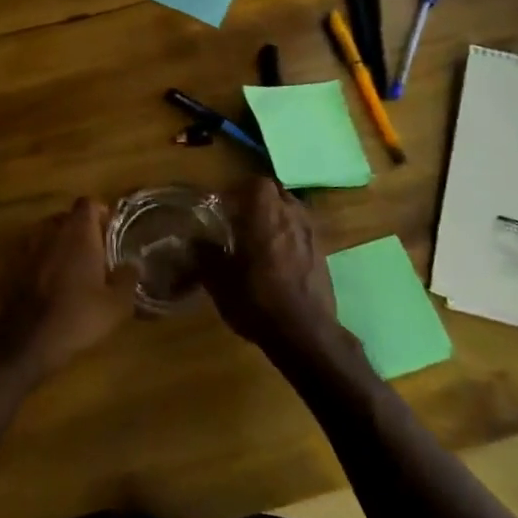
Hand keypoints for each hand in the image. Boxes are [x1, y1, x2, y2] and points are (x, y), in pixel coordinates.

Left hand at [0, 198, 138, 378]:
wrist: (29, 338)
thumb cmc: (79, 314)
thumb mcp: (117, 303)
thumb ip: (128, 278)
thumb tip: (135, 264)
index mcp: (78, 233)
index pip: (88, 203)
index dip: (100, 212)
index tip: (110, 229)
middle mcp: (51, 231)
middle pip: (66, 217)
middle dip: (80, 229)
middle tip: (96, 251)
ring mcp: (28, 247)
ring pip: (47, 234)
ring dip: (60, 244)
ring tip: (73, 266)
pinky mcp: (12, 266)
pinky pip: (32, 253)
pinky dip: (42, 260)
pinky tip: (51, 283)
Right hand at [199, 179, 339, 356]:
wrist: (305, 334)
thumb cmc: (257, 301)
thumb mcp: (219, 281)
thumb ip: (205, 255)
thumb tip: (195, 240)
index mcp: (264, 216)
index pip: (255, 183)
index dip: (238, 189)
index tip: (223, 204)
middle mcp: (291, 217)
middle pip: (276, 193)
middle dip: (257, 199)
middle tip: (239, 216)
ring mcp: (311, 235)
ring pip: (292, 210)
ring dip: (276, 215)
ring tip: (259, 235)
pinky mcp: (323, 254)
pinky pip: (303, 231)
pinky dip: (289, 234)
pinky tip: (278, 257)